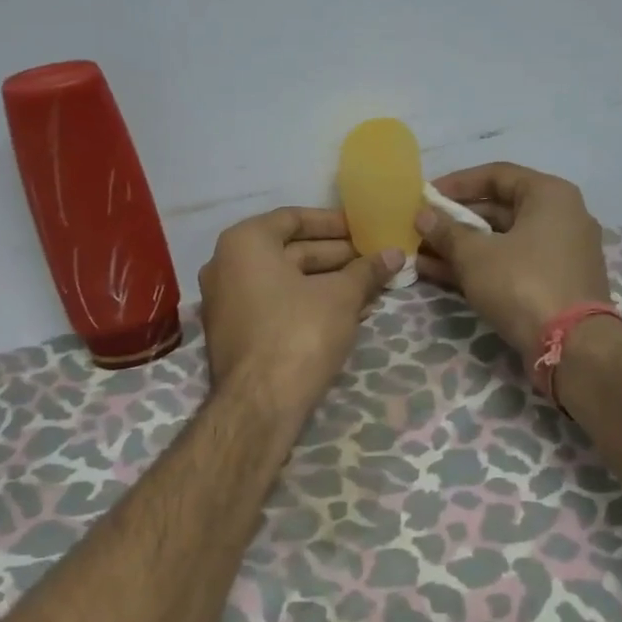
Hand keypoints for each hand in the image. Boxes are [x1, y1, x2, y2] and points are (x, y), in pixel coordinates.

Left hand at [199, 207, 402, 409]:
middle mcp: (227, 265)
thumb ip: (367, 270)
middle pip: (291, 250)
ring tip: (373, 288)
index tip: (364, 228)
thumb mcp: (341, 296)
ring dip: (330, 283)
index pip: (293, 218)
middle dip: (338, 257)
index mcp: (245, 243)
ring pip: (288, 281)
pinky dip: (311, 304)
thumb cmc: (299, 332)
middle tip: (375, 260)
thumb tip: (395, 253)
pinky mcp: (237, 332)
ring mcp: (228, 301)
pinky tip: (351, 313)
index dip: (333, 223)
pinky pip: (278, 305)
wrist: (260, 404)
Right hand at [415, 163, 610, 356]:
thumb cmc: (523, 283)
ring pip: (500, 241)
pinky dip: (478, 267)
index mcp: (549, 195)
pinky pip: (509, 265)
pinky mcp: (553, 284)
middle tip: (419, 228)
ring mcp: (558, 253)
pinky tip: (437, 273)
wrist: (572, 346)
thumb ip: (447, 231)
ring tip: (419, 254)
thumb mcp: (476, 255)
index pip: (496, 175)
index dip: (457, 183)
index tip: (426, 196)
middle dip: (454, 221)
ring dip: (460, 247)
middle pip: (498, 209)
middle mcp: (560, 217)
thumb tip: (423, 215)